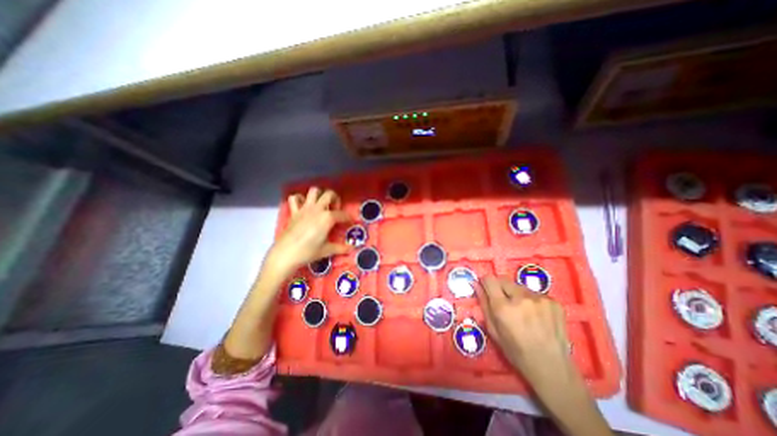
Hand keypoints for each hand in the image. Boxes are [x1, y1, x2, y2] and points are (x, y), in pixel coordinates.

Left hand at [266, 187, 354, 279]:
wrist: (285, 254)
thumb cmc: (308, 252)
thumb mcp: (327, 250)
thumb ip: (341, 248)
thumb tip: (352, 249)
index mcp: (327, 218)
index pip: (343, 214)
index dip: (349, 218)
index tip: (351, 222)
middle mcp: (317, 209)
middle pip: (329, 194)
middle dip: (336, 199)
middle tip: (336, 210)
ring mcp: (304, 208)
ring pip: (314, 191)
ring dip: (319, 195)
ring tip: (322, 205)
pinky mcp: (294, 212)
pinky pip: (295, 198)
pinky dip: (300, 199)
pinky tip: (304, 206)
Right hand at [474, 277, 575, 393]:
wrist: (552, 368)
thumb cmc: (516, 351)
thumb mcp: (493, 330)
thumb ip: (483, 304)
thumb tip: (475, 284)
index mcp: (503, 308)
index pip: (490, 280)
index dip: (486, 282)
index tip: (486, 288)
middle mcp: (521, 298)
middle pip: (504, 280)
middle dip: (500, 288)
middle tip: (504, 303)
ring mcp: (540, 299)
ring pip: (519, 286)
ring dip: (517, 294)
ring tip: (522, 311)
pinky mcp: (554, 302)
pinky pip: (535, 294)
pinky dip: (532, 300)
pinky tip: (536, 316)